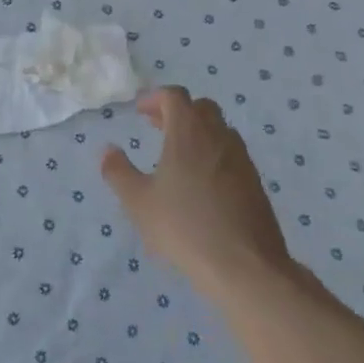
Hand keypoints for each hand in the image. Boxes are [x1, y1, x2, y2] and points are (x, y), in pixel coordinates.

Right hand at [100, 87, 294, 303]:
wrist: (245, 266)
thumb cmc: (184, 227)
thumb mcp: (138, 202)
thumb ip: (119, 172)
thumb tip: (107, 150)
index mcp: (188, 133)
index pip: (175, 96)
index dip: (155, 98)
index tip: (140, 111)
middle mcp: (218, 137)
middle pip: (200, 108)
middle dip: (177, 112)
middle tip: (157, 127)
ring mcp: (241, 159)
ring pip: (219, 130)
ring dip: (197, 132)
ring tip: (177, 156)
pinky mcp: (255, 183)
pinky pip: (230, 154)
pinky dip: (213, 154)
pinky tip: (201, 183)